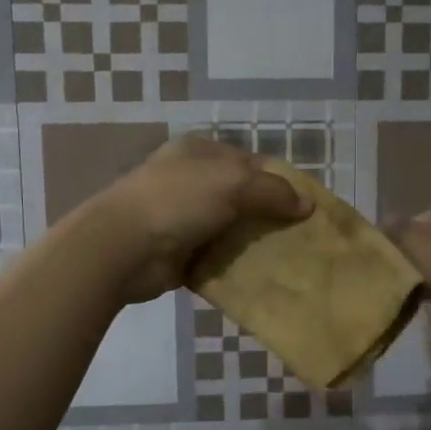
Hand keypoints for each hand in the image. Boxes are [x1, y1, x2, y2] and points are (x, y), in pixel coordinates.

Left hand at [87, 136, 310, 303]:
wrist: (123, 247)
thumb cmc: (178, 201)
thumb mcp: (232, 183)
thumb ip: (273, 191)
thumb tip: (307, 205)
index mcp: (201, 152)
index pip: (252, 163)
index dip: (281, 182)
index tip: (307, 207)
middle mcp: (192, 181)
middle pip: (243, 197)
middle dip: (271, 216)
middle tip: (302, 238)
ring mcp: (184, 218)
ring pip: (232, 229)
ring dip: (255, 244)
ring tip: (289, 260)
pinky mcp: (180, 253)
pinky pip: (218, 258)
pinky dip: (236, 266)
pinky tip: (261, 277)